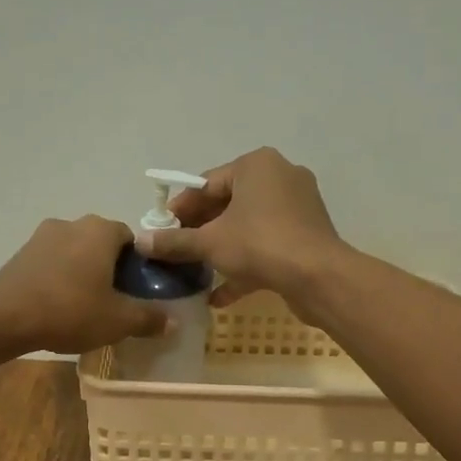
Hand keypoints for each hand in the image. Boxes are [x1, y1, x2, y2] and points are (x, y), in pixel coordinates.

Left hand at [0, 216, 169, 354]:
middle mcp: (73, 223)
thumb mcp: (118, 320)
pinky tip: (58, 305)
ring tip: (85, 305)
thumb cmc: (70, 310)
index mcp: (101, 230)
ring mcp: (42, 235)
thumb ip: (148, 318)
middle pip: (102, 243)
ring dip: (83, 272)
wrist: (5, 316)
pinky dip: (59, 277)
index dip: (138, 264)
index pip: (132, 238)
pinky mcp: (21, 253)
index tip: (138, 290)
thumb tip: (173, 322)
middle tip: (115, 300)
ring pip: (75, 251)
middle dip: (110, 267)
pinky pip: (52, 262)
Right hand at [135, 147, 344, 314]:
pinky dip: (245, 265)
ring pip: (248, 227)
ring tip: (194, 272)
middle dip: (200, 230)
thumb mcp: (209, 242)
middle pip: (228, 203)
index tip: (161, 231)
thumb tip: (141, 242)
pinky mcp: (306, 235)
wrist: (319, 277)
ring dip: (221, 250)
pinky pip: (267, 245)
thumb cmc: (260, 244)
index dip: (180, 209)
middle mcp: (280, 177)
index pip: (206, 183)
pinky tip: (220, 295)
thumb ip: (174, 241)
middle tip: (176, 252)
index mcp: (256, 165)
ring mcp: (297, 207)